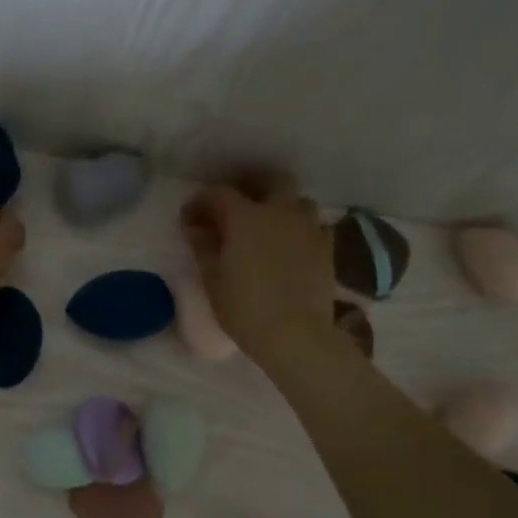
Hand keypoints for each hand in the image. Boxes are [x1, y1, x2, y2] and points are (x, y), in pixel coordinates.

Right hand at [180, 175, 336, 363]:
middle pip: (273, 182)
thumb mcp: (213, 279)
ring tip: (268, 229)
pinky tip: (291, 249)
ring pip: (298, 203)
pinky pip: (314, 227)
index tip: (190, 218)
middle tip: (237, 211)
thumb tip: (194, 227)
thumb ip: (203, 247)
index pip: (219, 194)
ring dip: (282, 208)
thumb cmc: (245, 308)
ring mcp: (309, 229)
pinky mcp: (327, 249)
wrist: (295, 335)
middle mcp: (280, 212)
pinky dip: (300, 231)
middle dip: (253, 189)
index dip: (201, 202)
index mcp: (246, 217)